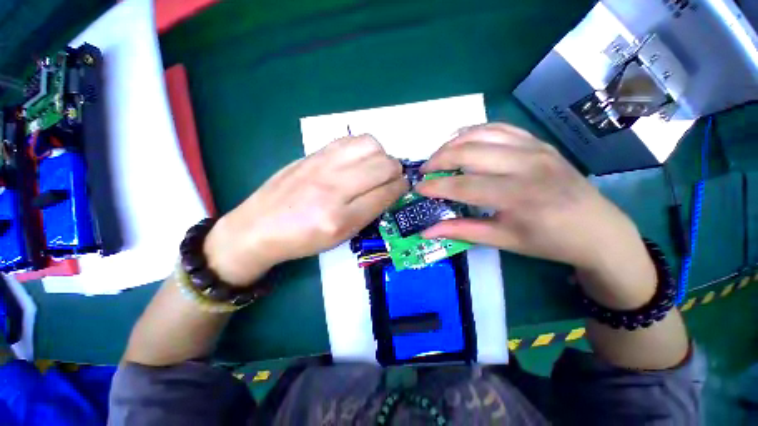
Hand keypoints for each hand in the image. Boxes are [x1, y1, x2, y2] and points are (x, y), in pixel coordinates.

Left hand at [203, 135, 407, 285]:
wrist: (259, 227)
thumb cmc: (303, 239)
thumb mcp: (341, 236)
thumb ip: (368, 211)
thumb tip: (390, 189)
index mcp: (342, 218)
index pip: (386, 194)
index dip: (401, 188)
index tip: (403, 187)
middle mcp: (334, 188)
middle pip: (384, 166)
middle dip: (396, 172)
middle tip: (390, 179)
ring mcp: (322, 166)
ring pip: (371, 146)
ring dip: (381, 156)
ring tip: (375, 167)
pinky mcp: (313, 154)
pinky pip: (350, 139)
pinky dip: (363, 147)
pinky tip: (358, 159)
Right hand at [416, 123, 655, 307]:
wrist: (597, 229)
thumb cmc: (548, 241)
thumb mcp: (503, 240)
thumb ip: (461, 231)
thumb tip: (427, 231)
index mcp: (518, 196)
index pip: (463, 186)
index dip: (435, 187)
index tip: (418, 189)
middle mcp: (526, 165)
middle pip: (469, 152)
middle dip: (438, 159)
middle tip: (425, 171)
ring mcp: (534, 148)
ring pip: (482, 133)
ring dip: (453, 142)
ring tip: (439, 155)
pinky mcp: (539, 142)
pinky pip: (500, 127)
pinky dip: (475, 130)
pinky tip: (462, 140)